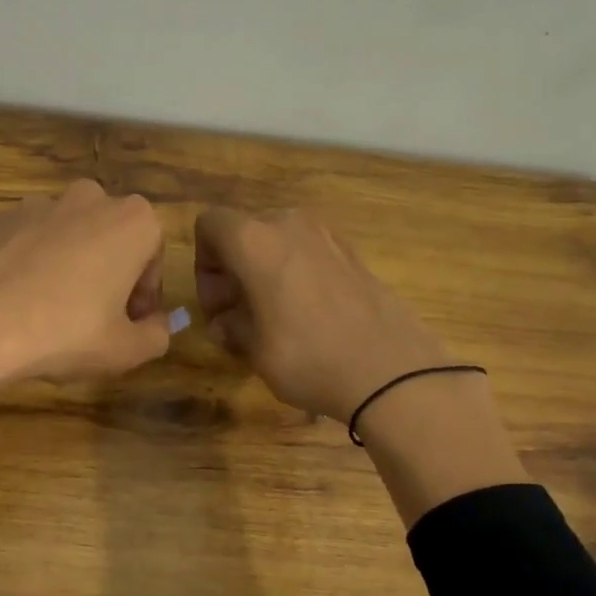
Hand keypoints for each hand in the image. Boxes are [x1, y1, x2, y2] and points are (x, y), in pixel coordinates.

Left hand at [0, 181, 169, 481]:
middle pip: (112, 240)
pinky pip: (30, 241)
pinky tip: (19, 302)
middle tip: (95, 319)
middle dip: (110, 274)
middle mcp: (90, 198)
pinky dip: (32, 264)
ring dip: (71, 267)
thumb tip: (157, 324)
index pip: (153, 257)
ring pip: (70, 237)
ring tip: (52, 313)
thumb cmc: (66, 333)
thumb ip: (157, 335)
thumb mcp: (127, 350)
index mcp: (133, 221)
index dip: (144, 295)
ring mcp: (40, 203)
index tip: (129, 323)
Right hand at [194, 208, 455, 420]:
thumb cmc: (308, 357)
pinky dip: (296, 275)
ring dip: (265, 272)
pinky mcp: (354, 255)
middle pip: (244, 232)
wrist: (391, 371)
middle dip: (233, 269)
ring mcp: (327, 237)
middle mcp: (289, 225)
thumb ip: (231, 326)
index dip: (203, 261)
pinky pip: (308, 254)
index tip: (217, 302)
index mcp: (255, 240)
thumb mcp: (254, 349)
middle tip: (239, 316)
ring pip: (278, 243)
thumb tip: (226, 322)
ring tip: (273, 318)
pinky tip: (308, 317)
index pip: (209, 223)